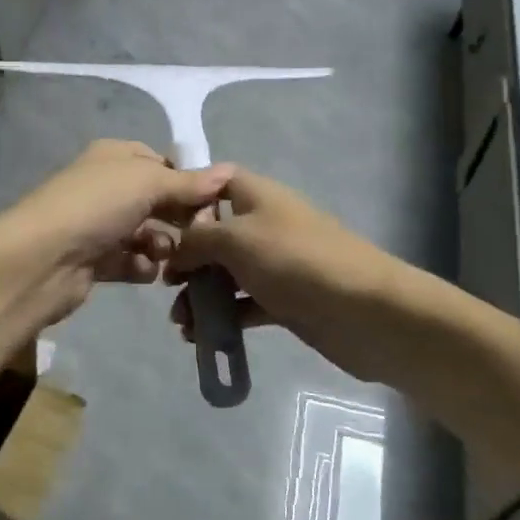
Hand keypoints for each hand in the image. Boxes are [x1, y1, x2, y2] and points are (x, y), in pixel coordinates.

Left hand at [0, 140, 234, 327]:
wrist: (41, 260)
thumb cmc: (96, 206)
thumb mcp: (147, 182)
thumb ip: (188, 183)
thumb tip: (228, 173)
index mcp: (115, 156)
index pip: (161, 163)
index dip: (187, 181)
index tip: (213, 202)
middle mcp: (107, 186)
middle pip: (157, 200)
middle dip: (180, 217)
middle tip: (201, 235)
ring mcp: (99, 224)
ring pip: (148, 233)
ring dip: (164, 245)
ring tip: (170, 257)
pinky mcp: (95, 260)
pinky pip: (132, 261)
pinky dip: (142, 266)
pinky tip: (146, 271)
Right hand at [166, 168, 407, 383]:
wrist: (363, 310)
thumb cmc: (294, 260)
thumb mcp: (236, 239)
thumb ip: (196, 239)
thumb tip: (174, 250)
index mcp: (256, 195)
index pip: (215, 182)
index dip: (186, 198)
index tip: (156, 224)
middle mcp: (265, 224)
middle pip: (215, 233)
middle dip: (187, 258)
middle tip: (165, 284)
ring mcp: (276, 263)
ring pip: (227, 273)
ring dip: (201, 294)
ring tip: (181, 322)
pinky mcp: (285, 300)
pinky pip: (244, 304)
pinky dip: (223, 317)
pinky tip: (200, 337)